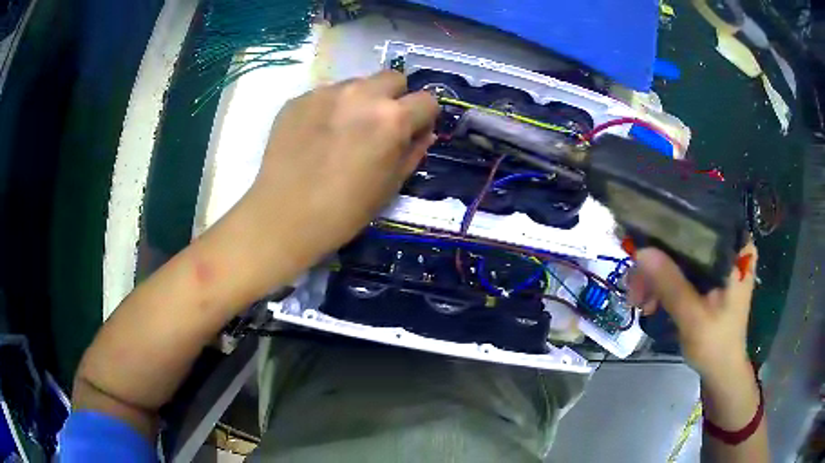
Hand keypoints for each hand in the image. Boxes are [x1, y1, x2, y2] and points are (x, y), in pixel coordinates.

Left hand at [234, 70, 438, 291]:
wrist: (284, 217)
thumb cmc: (344, 211)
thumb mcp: (391, 186)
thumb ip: (413, 152)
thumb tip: (423, 133)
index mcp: (392, 118)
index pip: (427, 100)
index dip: (424, 117)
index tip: (413, 132)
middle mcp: (362, 94)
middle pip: (393, 77)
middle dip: (395, 97)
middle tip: (380, 125)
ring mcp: (326, 92)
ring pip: (357, 83)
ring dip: (361, 100)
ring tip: (343, 130)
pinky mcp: (298, 99)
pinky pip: (326, 94)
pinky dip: (330, 108)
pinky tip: (316, 136)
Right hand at [627, 241, 757, 380]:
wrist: (722, 371)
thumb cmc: (716, 345)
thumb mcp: (693, 318)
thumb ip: (671, 285)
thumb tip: (641, 251)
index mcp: (736, 248)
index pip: (702, 220)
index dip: (671, 228)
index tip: (645, 245)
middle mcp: (728, 246)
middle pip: (686, 239)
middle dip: (657, 263)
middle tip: (635, 288)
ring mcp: (717, 261)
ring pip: (679, 255)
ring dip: (656, 277)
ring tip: (639, 302)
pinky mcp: (708, 275)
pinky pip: (681, 269)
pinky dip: (664, 283)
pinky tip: (650, 302)